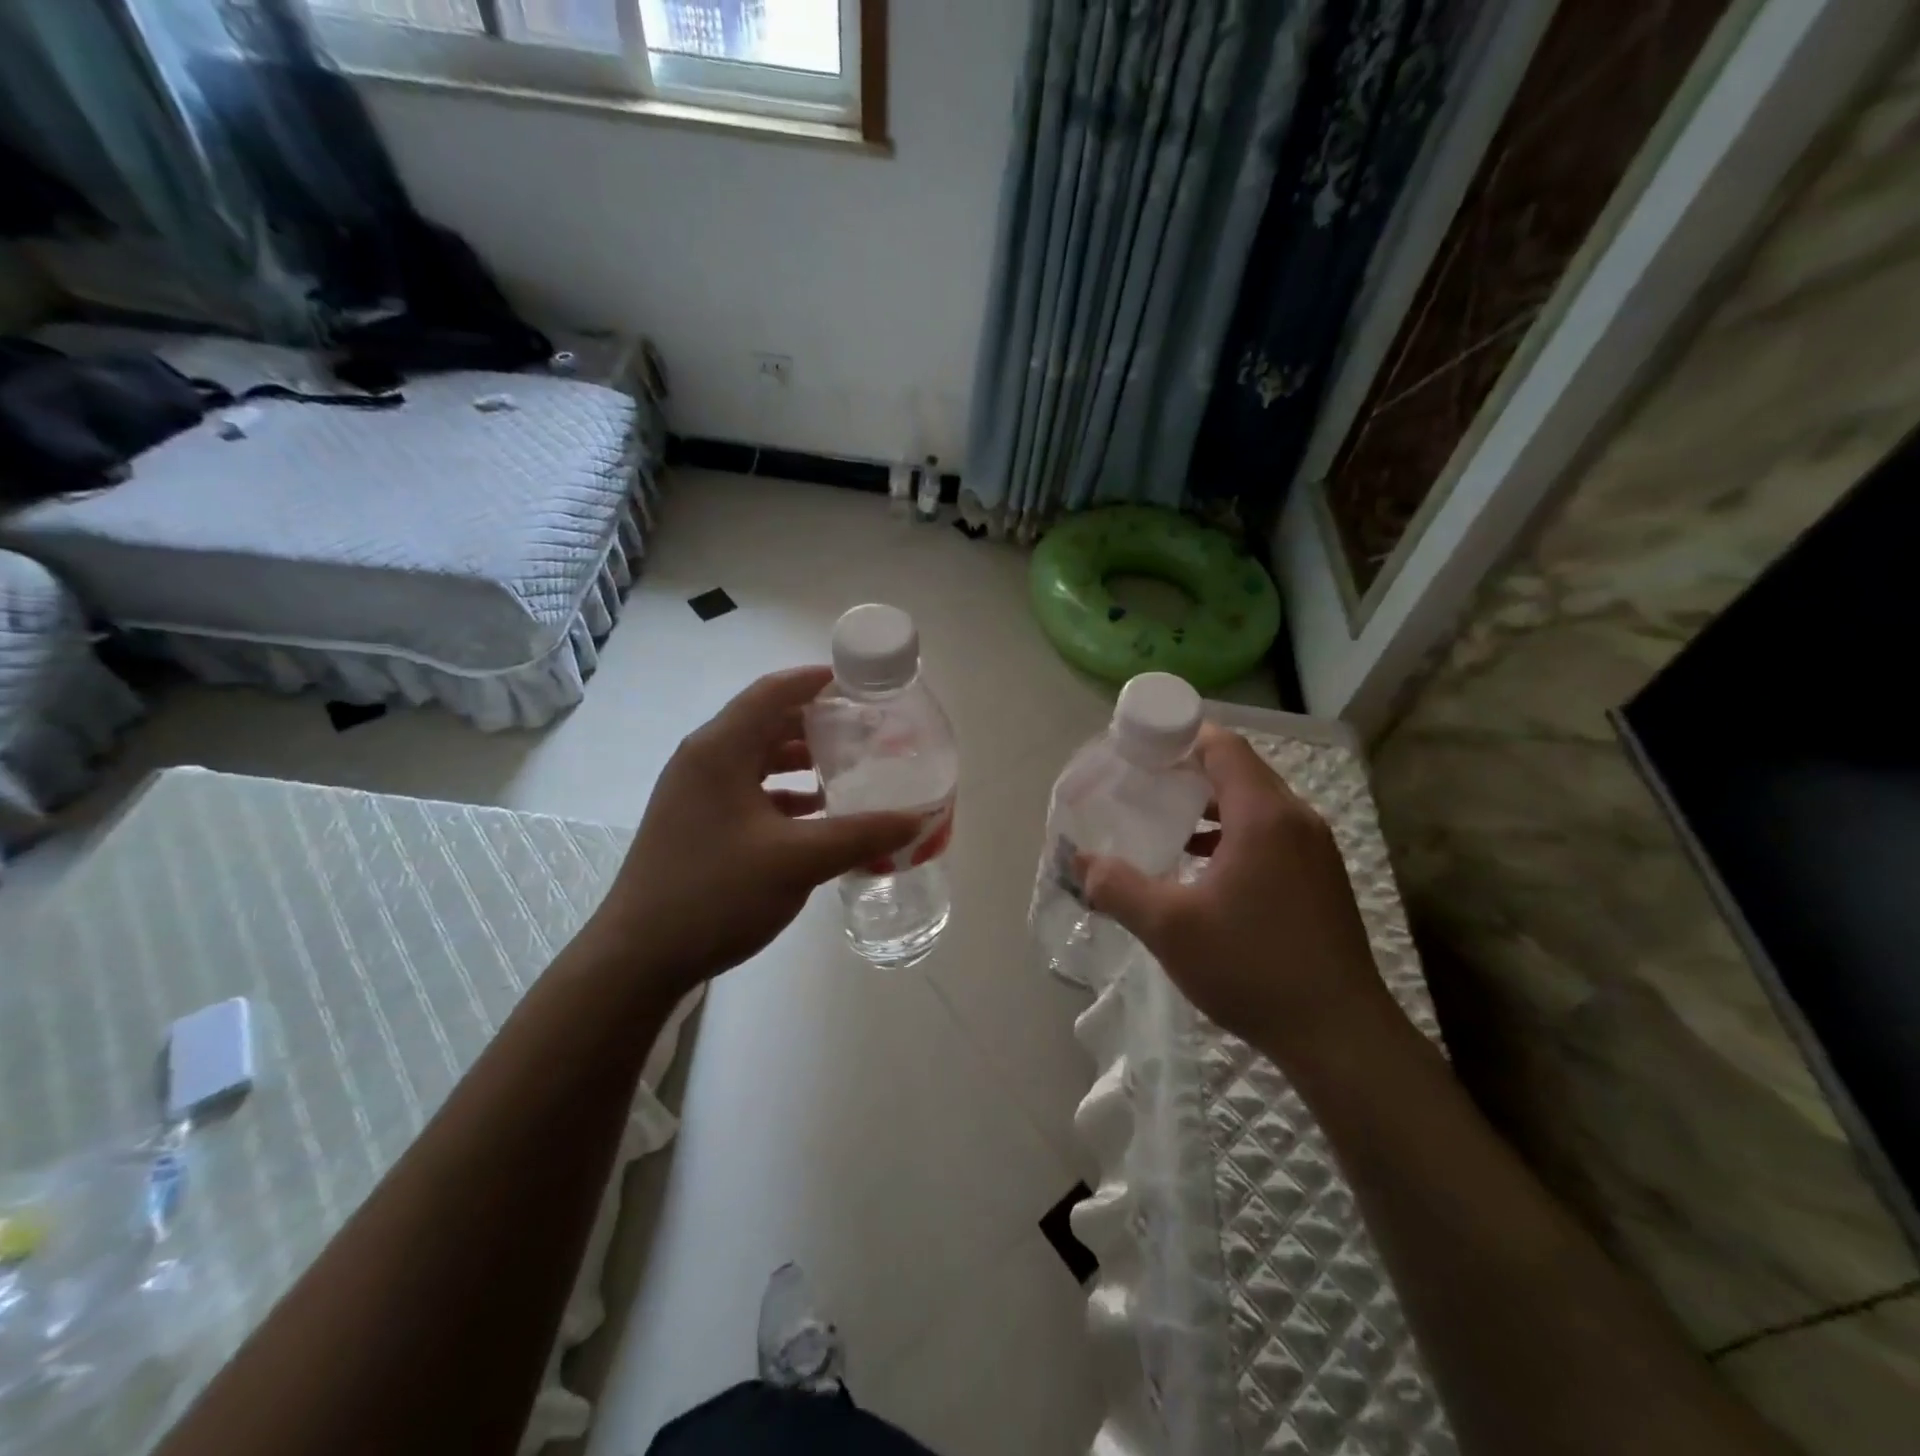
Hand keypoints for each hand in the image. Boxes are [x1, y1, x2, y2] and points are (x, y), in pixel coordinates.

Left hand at [586, 667, 920, 995]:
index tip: (863, 686)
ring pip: (758, 759)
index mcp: (720, 750)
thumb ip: (860, 835)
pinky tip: (817, 815)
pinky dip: (785, 793)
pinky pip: (749, 790)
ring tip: (849, 769)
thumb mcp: (797, 861)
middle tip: (867, 731)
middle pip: (767, 721)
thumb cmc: (715, 893)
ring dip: (802, 760)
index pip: (773, 692)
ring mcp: (696, 793)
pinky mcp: (698, 823)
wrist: (638, 958)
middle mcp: (704, 760)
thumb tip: (917, 819)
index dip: (818, 681)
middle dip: (818, 723)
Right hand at [1081, 724, 1396, 1057]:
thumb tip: (1080, 862)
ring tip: (1165, 821)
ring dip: (1211, 805)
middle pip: (1240, 770)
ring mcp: (1315, 850)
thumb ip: (1117, 887)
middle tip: (1143, 784)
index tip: (1140, 749)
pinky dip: (1232, 833)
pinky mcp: (1320, 879)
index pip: (1224, 746)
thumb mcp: (1169, 927)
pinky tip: (1202, 865)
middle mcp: (1297, 820)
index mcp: (1265, 815)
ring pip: (1256, 804)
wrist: (1339, 1035)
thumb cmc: (1251, 966)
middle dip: (1189, 771)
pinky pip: (1270, 833)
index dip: (1180, 736)